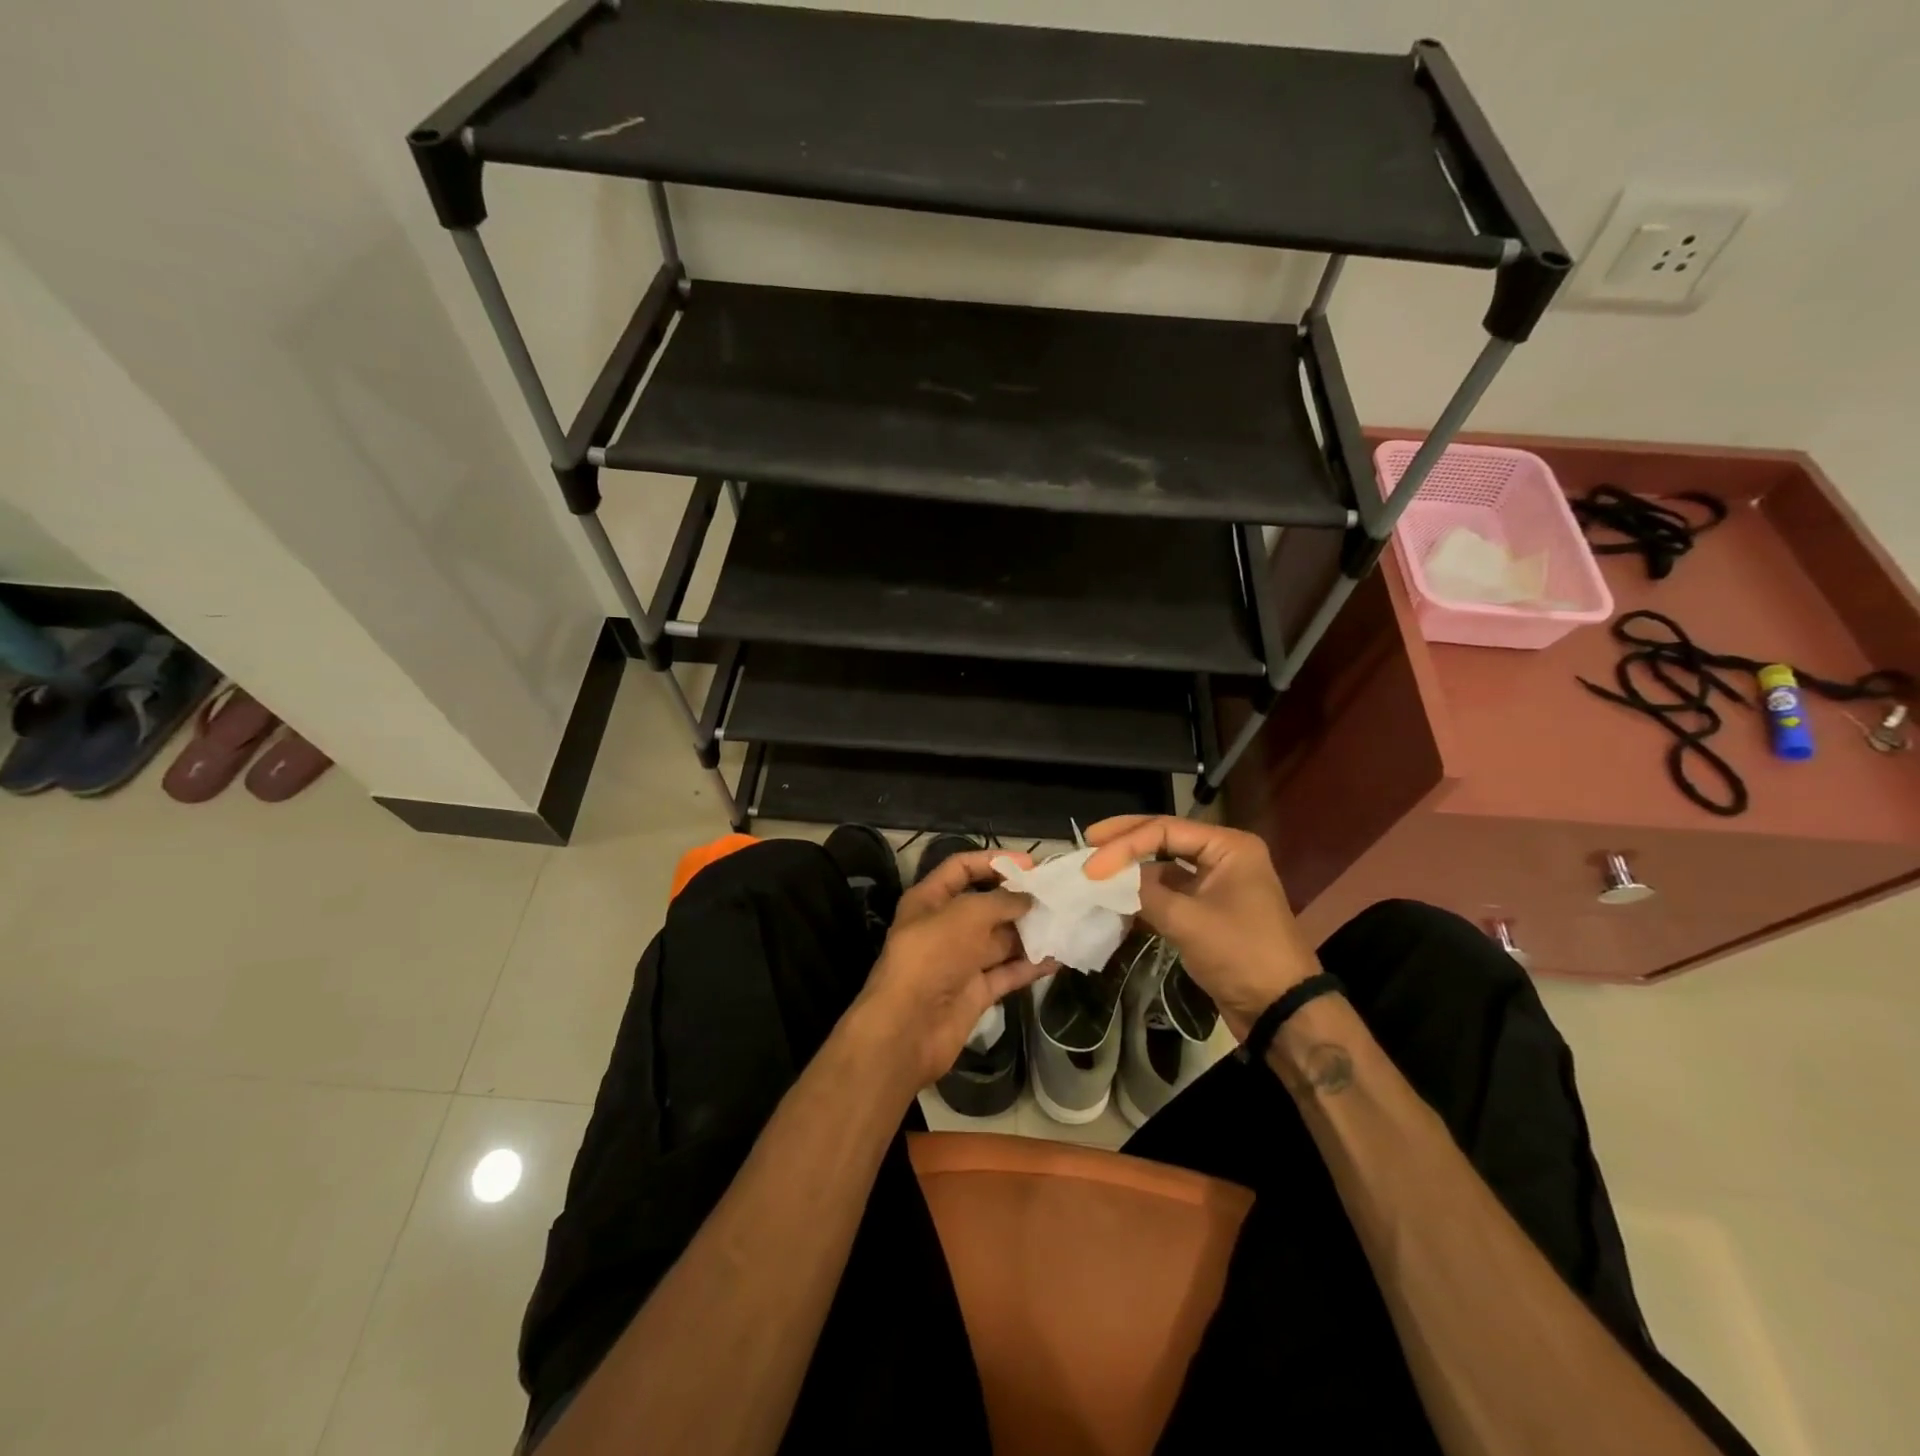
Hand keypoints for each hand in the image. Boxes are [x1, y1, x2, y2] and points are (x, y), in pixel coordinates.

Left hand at [849, 849, 1050, 1091]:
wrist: (908, 1028)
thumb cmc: (932, 956)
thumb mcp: (966, 915)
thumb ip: (1001, 901)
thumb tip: (1028, 898)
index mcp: (929, 899)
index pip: (961, 868)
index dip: (993, 861)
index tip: (1030, 864)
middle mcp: (945, 927)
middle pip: (986, 904)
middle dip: (1019, 898)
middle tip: (1057, 894)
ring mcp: (961, 961)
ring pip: (1000, 939)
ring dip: (1029, 931)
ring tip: (1065, 921)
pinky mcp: (975, 992)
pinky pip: (1007, 972)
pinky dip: (1030, 965)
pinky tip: (1058, 957)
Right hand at [1083, 816, 1319, 1040]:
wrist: (1280, 1010)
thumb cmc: (1240, 954)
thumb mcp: (1188, 921)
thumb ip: (1144, 893)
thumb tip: (1108, 879)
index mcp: (1228, 847)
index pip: (1165, 830)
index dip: (1124, 844)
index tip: (1091, 866)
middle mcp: (1223, 857)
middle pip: (1164, 839)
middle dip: (1125, 843)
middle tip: (1088, 841)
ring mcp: (1216, 885)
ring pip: (1164, 866)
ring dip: (1132, 871)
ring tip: (1095, 872)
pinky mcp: (1208, 911)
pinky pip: (1169, 893)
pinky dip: (1143, 896)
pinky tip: (1116, 900)